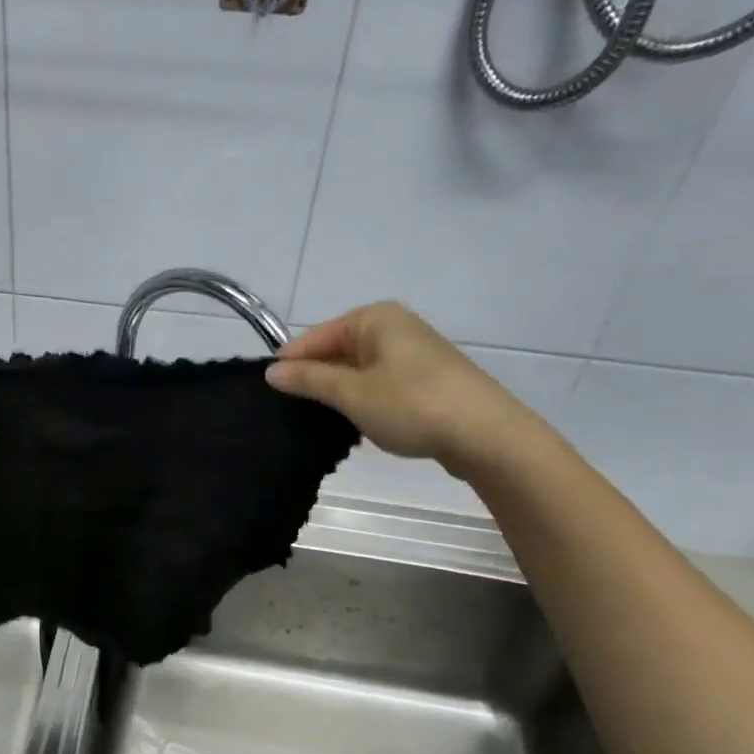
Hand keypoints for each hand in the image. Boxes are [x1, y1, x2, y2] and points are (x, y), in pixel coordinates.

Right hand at [265, 303, 538, 473]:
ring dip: (339, 396)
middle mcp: (393, 327)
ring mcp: (412, 354)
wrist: (485, 435)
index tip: (268, 394)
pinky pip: (378, 385)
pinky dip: (363, 402)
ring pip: (357, 371)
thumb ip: (308, 380)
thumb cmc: (412, 405)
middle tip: (291, 413)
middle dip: (315, 380)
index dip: (290, 364)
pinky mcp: (425, 380)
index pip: (314, 337)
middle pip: (336, 352)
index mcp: (374, 318)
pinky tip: (356, 427)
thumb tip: (271, 371)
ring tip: (320, 424)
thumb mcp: (351, 393)